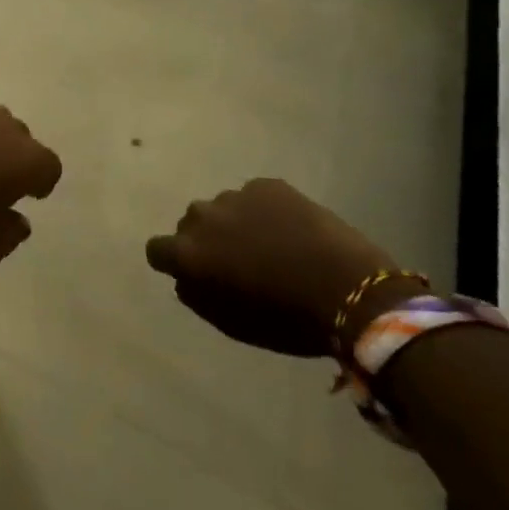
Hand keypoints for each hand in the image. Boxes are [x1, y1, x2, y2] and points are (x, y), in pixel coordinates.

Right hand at [145, 179, 408, 356]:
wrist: (351, 291)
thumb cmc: (287, 320)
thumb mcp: (233, 323)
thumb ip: (198, 297)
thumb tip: (185, 279)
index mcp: (189, 253)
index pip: (157, 249)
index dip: (172, 261)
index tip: (193, 272)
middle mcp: (201, 217)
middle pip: (190, 224)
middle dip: (207, 239)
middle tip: (238, 260)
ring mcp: (235, 196)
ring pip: (222, 209)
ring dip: (235, 223)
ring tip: (270, 244)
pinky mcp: (267, 185)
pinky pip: (255, 197)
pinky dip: (266, 211)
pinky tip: (292, 231)